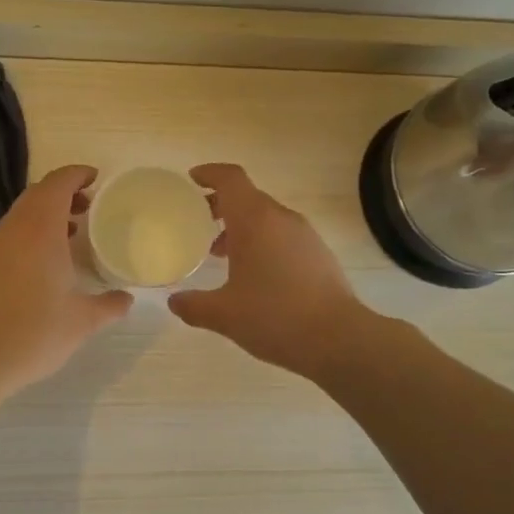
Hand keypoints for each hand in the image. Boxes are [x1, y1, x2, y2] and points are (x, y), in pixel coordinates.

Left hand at [0, 165, 133, 397]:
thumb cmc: (34, 334)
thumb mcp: (82, 322)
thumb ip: (109, 305)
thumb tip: (127, 299)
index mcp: (40, 231)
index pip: (58, 184)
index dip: (77, 174)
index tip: (96, 178)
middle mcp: (13, 230)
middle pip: (37, 194)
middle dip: (63, 192)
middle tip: (88, 207)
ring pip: (21, 214)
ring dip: (46, 214)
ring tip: (71, 233)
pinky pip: (9, 235)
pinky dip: (30, 233)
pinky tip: (43, 263)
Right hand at [167, 164, 370, 378]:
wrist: (338, 339)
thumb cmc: (274, 317)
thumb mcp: (224, 315)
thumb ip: (193, 305)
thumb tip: (174, 301)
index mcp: (254, 220)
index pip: (230, 179)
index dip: (209, 174)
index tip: (191, 181)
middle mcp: (281, 218)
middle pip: (247, 197)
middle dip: (220, 206)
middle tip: (198, 224)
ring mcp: (305, 235)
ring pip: (266, 218)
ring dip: (241, 228)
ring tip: (221, 255)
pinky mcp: (319, 254)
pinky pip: (283, 235)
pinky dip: (262, 242)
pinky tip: (253, 276)